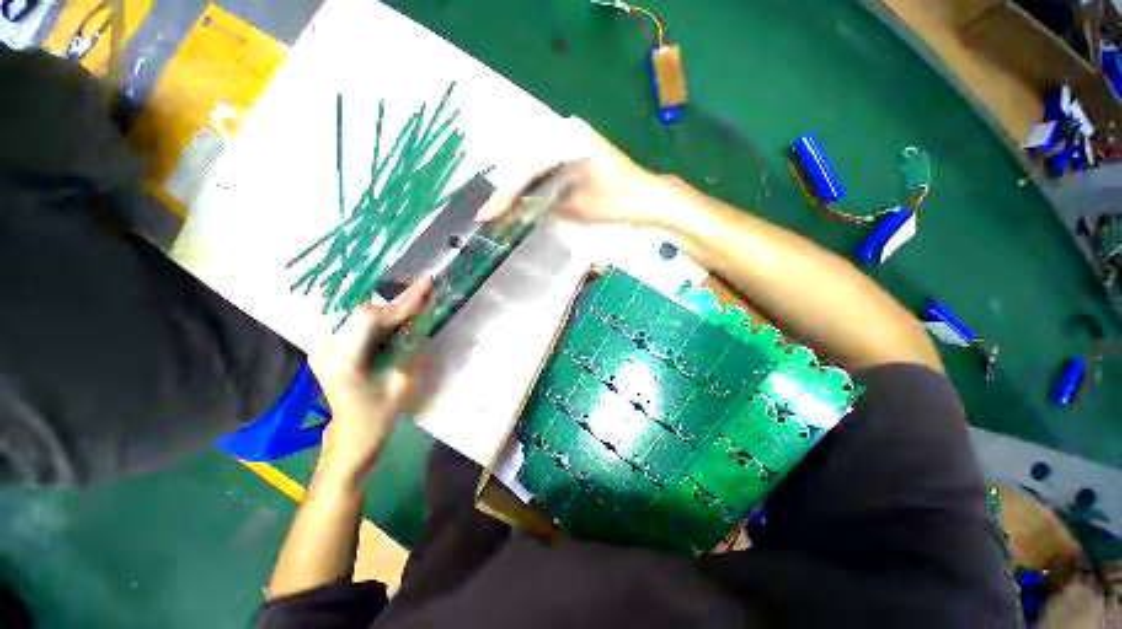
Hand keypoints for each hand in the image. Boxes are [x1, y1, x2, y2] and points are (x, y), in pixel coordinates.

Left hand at [309, 277, 433, 485]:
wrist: (351, 435)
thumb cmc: (377, 417)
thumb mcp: (400, 385)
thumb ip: (409, 350)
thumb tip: (419, 322)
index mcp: (342, 361)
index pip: (369, 318)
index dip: (400, 302)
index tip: (425, 285)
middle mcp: (325, 349)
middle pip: (363, 312)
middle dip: (397, 303)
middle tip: (424, 288)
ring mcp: (322, 348)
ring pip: (359, 314)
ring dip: (389, 308)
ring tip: (414, 300)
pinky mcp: (328, 348)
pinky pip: (355, 323)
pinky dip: (379, 317)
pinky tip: (396, 316)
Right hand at [477, 116, 663, 226]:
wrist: (648, 199)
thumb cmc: (618, 201)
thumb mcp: (577, 207)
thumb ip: (543, 204)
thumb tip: (513, 209)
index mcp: (568, 139)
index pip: (526, 168)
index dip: (505, 193)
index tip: (487, 213)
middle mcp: (567, 132)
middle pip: (526, 163)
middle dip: (508, 190)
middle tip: (490, 212)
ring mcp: (572, 141)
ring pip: (534, 166)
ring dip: (519, 188)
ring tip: (501, 208)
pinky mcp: (576, 153)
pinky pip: (547, 168)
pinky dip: (534, 184)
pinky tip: (523, 198)